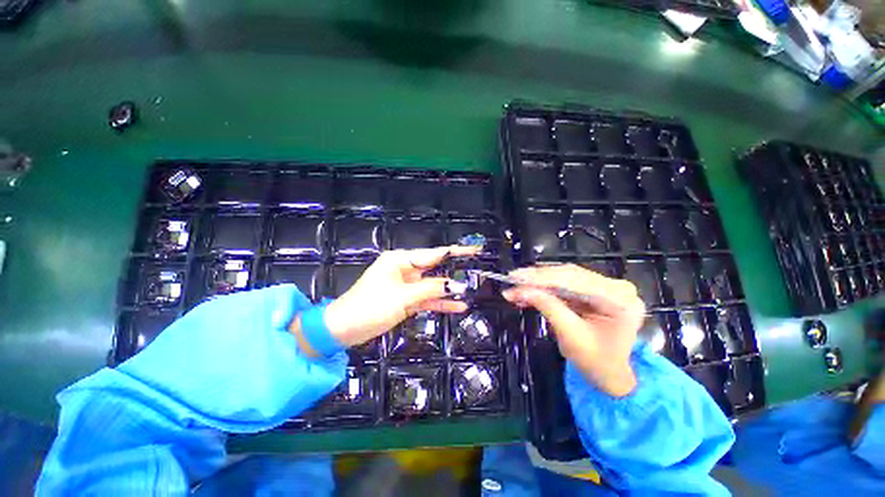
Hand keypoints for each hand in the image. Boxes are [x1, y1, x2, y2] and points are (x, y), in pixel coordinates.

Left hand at [309, 246, 479, 349]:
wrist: (344, 329)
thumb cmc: (370, 306)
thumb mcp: (402, 297)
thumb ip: (430, 290)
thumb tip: (455, 285)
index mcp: (400, 260)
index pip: (433, 254)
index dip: (455, 252)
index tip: (474, 250)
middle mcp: (405, 270)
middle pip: (435, 269)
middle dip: (455, 272)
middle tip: (477, 272)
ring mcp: (406, 286)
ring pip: (432, 286)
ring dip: (449, 290)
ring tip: (471, 291)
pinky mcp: (406, 300)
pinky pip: (427, 299)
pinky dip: (439, 303)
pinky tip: (457, 306)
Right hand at [502, 264, 644, 396]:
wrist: (612, 377)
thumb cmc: (597, 363)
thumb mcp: (571, 336)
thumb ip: (547, 307)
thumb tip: (520, 290)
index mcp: (619, 298)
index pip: (574, 280)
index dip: (541, 277)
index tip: (516, 277)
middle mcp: (615, 287)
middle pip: (569, 275)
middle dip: (537, 278)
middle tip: (512, 279)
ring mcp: (605, 288)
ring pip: (564, 277)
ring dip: (538, 283)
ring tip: (516, 288)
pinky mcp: (594, 291)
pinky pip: (565, 285)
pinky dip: (545, 289)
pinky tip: (528, 292)